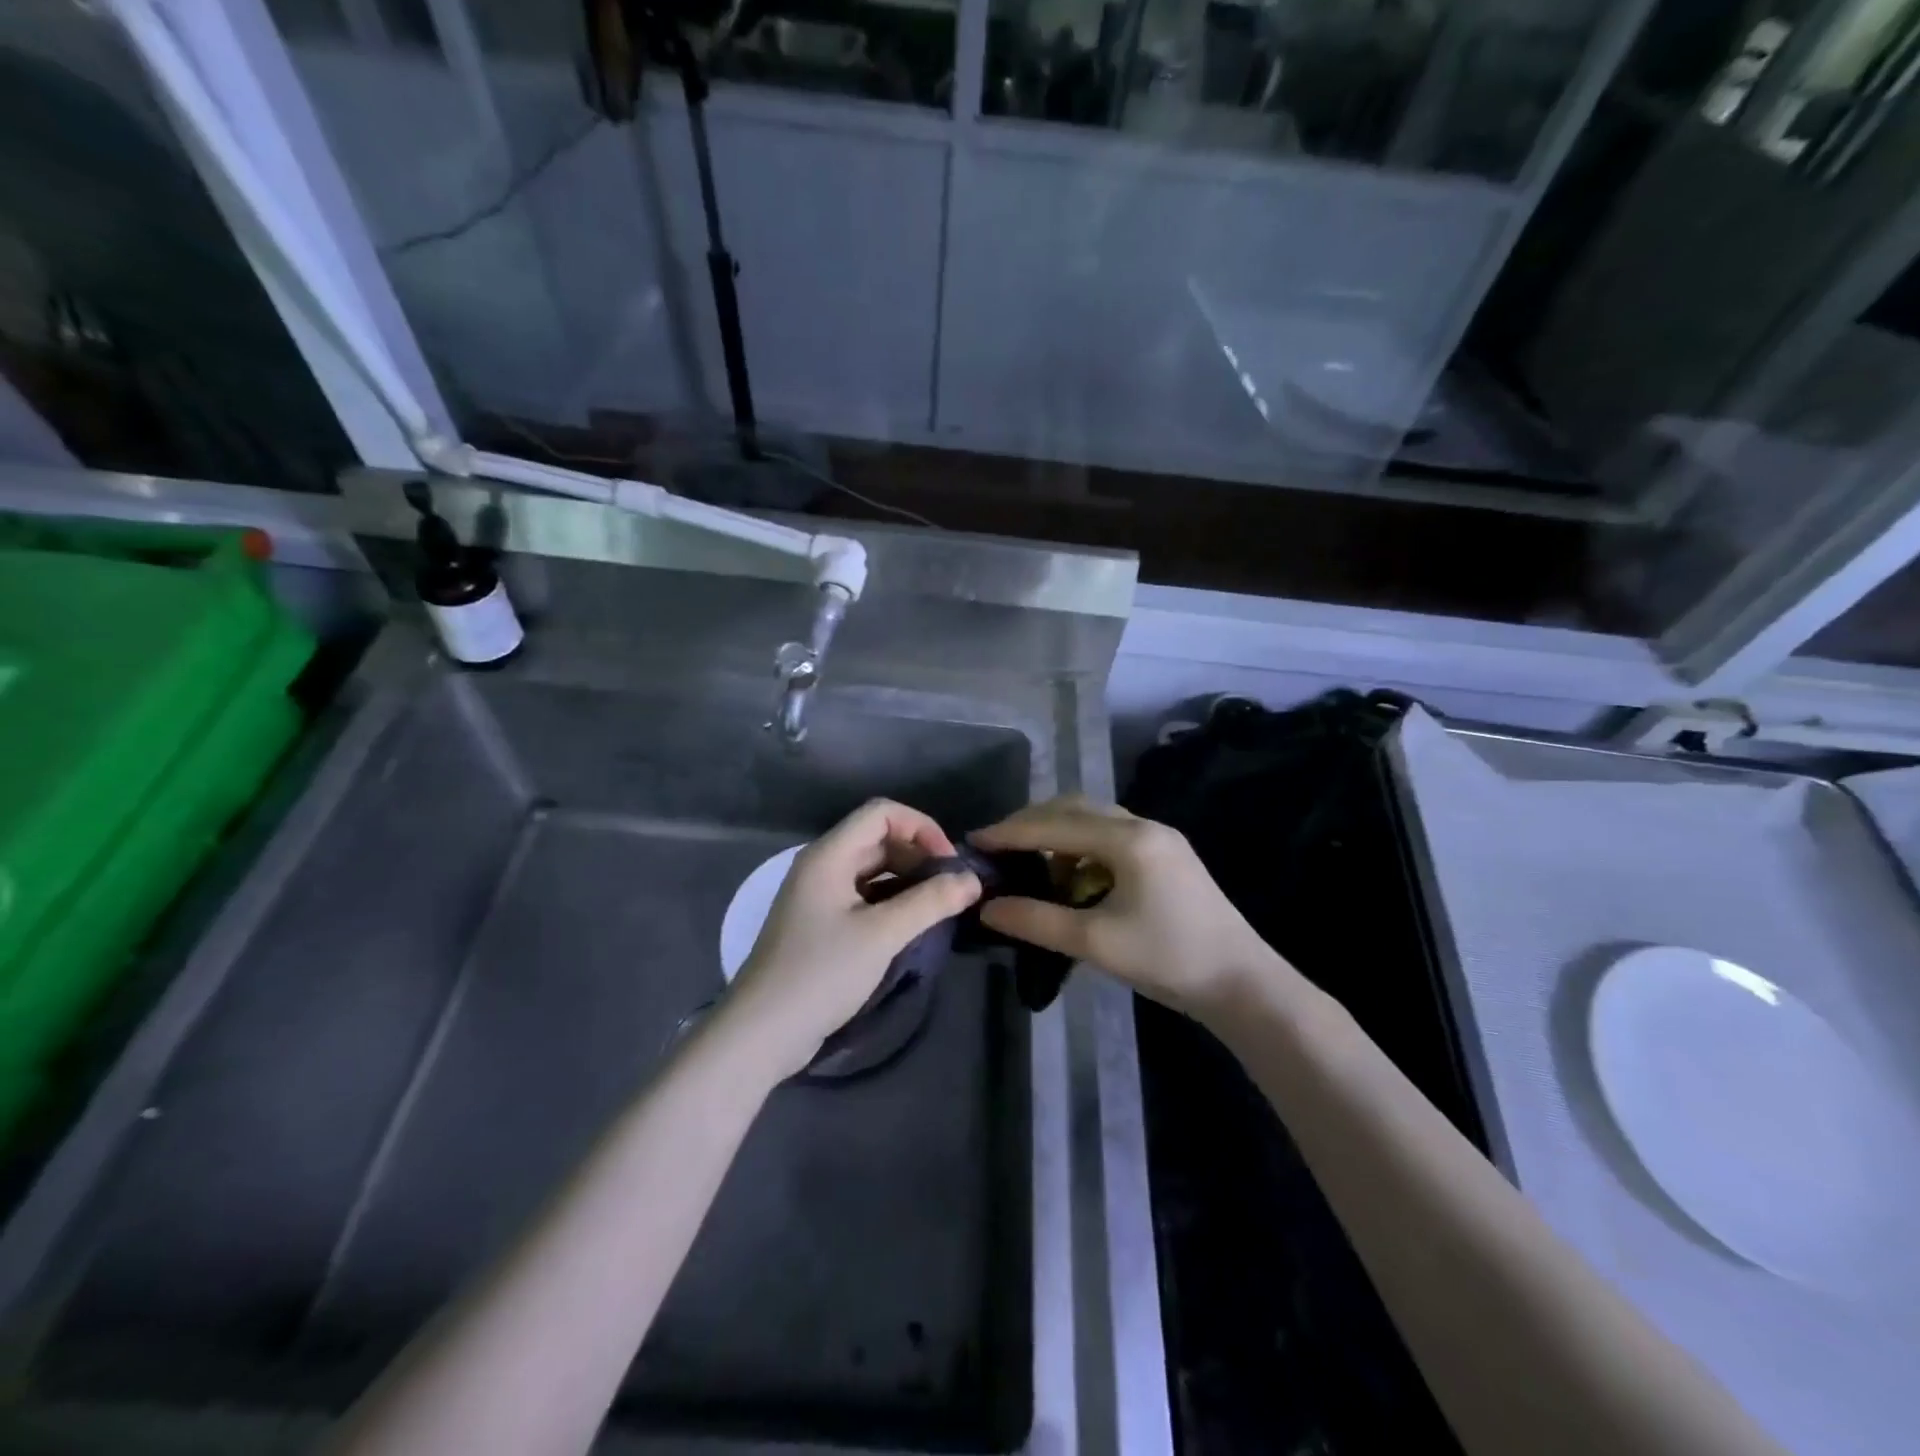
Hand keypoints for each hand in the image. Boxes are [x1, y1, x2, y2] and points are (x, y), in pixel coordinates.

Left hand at [722, 799, 981, 1079]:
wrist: (762, 1032)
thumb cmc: (820, 973)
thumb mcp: (881, 935)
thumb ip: (930, 902)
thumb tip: (973, 880)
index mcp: (829, 855)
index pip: (882, 813)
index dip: (921, 828)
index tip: (949, 864)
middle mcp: (822, 866)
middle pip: (878, 839)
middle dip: (919, 856)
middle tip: (951, 889)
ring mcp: (819, 896)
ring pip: (873, 870)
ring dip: (908, 881)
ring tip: (940, 907)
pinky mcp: (821, 924)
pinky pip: (864, 897)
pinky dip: (892, 902)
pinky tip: (913, 925)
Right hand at [971, 795, 1290, 1022]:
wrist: (1243, 984)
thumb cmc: (1169, 959)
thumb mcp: (1095, 943)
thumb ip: (1036, 921)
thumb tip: (986, 907)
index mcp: (1129, 839)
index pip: (1055, 824)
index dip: (1011, 831)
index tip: (974, 841)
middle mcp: (1144, 826)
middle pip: (1074, 808)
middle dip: (1031, 824)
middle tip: (997, 847)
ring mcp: (1160, 839)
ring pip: (1094, 820)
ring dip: (1057, 834)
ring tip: (1028, 862)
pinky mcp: (1167, 856)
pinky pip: (1111, 836)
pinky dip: (1081, 847)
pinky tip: (1070, 875)